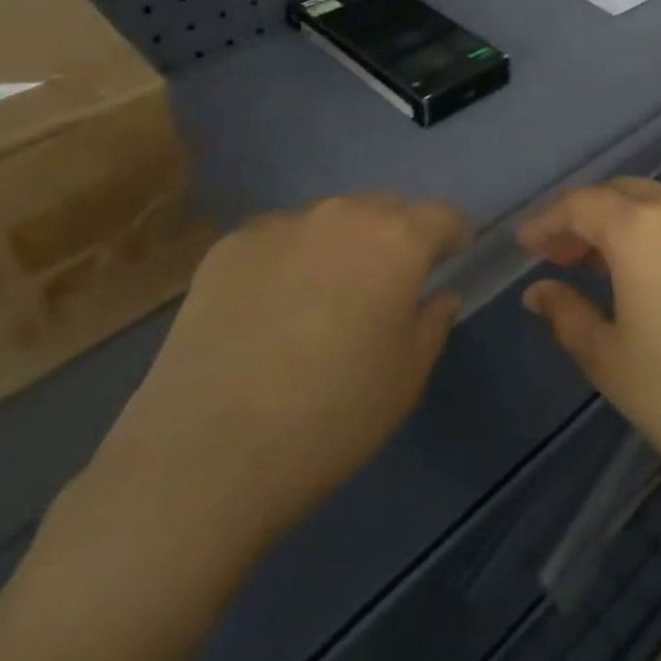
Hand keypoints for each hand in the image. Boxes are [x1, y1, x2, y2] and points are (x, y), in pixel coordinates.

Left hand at [95, 195, 466, 548]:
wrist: (207, 453)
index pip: (442, 215)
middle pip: (384, 208)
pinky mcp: (229, 246)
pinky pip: (278, 238)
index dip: (453, 234)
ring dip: (340, 244)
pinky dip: (289, 259)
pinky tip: (270, 309)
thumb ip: (433, 323)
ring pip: (329, 220)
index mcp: (397, 240)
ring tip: (323, 297)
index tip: (451, 258)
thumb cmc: (331, 417)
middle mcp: (342, 215)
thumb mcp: (406, 378)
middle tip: (386, 284)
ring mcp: (280, 225)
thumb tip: (438, 295)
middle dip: (396, 235)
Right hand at [518, 178, 660, 526]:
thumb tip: (540, 291)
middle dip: (585, 220)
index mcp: (643, 228)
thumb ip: (567, 316)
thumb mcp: (613, 364)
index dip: (546, 221)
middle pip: (622, 195)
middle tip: (561, 258)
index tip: (525, 245)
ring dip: (625, 228)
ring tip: (605, 272)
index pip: (580, 204)